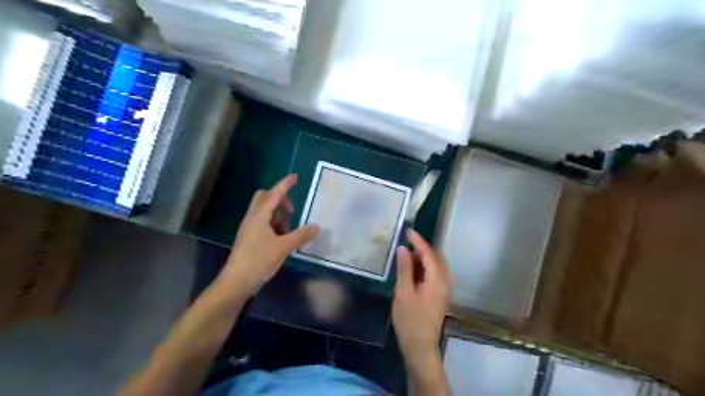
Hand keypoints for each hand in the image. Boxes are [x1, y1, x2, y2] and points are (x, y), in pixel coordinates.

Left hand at [220, 175, 321, 297]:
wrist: (236, 282)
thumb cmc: (258, 261)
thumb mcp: (283, 247)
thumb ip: (300, 236)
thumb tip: (316, 226)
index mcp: (259, 217)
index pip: (273, 194)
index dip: (284, 185)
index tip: (295, 177)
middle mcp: (252, 219)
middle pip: (264, 198)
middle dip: (279, 199)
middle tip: (292, 210)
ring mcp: (249, 229)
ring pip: (264, 212)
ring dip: (278, 214)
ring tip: (290, 229)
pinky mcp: (250, 239)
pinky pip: (263, 223)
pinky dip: (274, 225)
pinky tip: (283, 238)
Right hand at [391, 229, 451, 363]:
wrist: (420, 347)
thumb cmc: (410, 320)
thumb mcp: (403, 292)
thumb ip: (404, 269)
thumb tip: (403, 249)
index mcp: (437, 280)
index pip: (429, 253)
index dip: (418, 241)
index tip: (408, 231)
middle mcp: (445, 282)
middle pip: (436, 258)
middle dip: (422, 248)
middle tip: (406, 244)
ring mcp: (444, 290)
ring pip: (436, 266)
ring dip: (423, 258)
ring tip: (406, 256)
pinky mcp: (440, 296)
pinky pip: (435, 275)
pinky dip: (425, 268)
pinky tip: (412, 271)